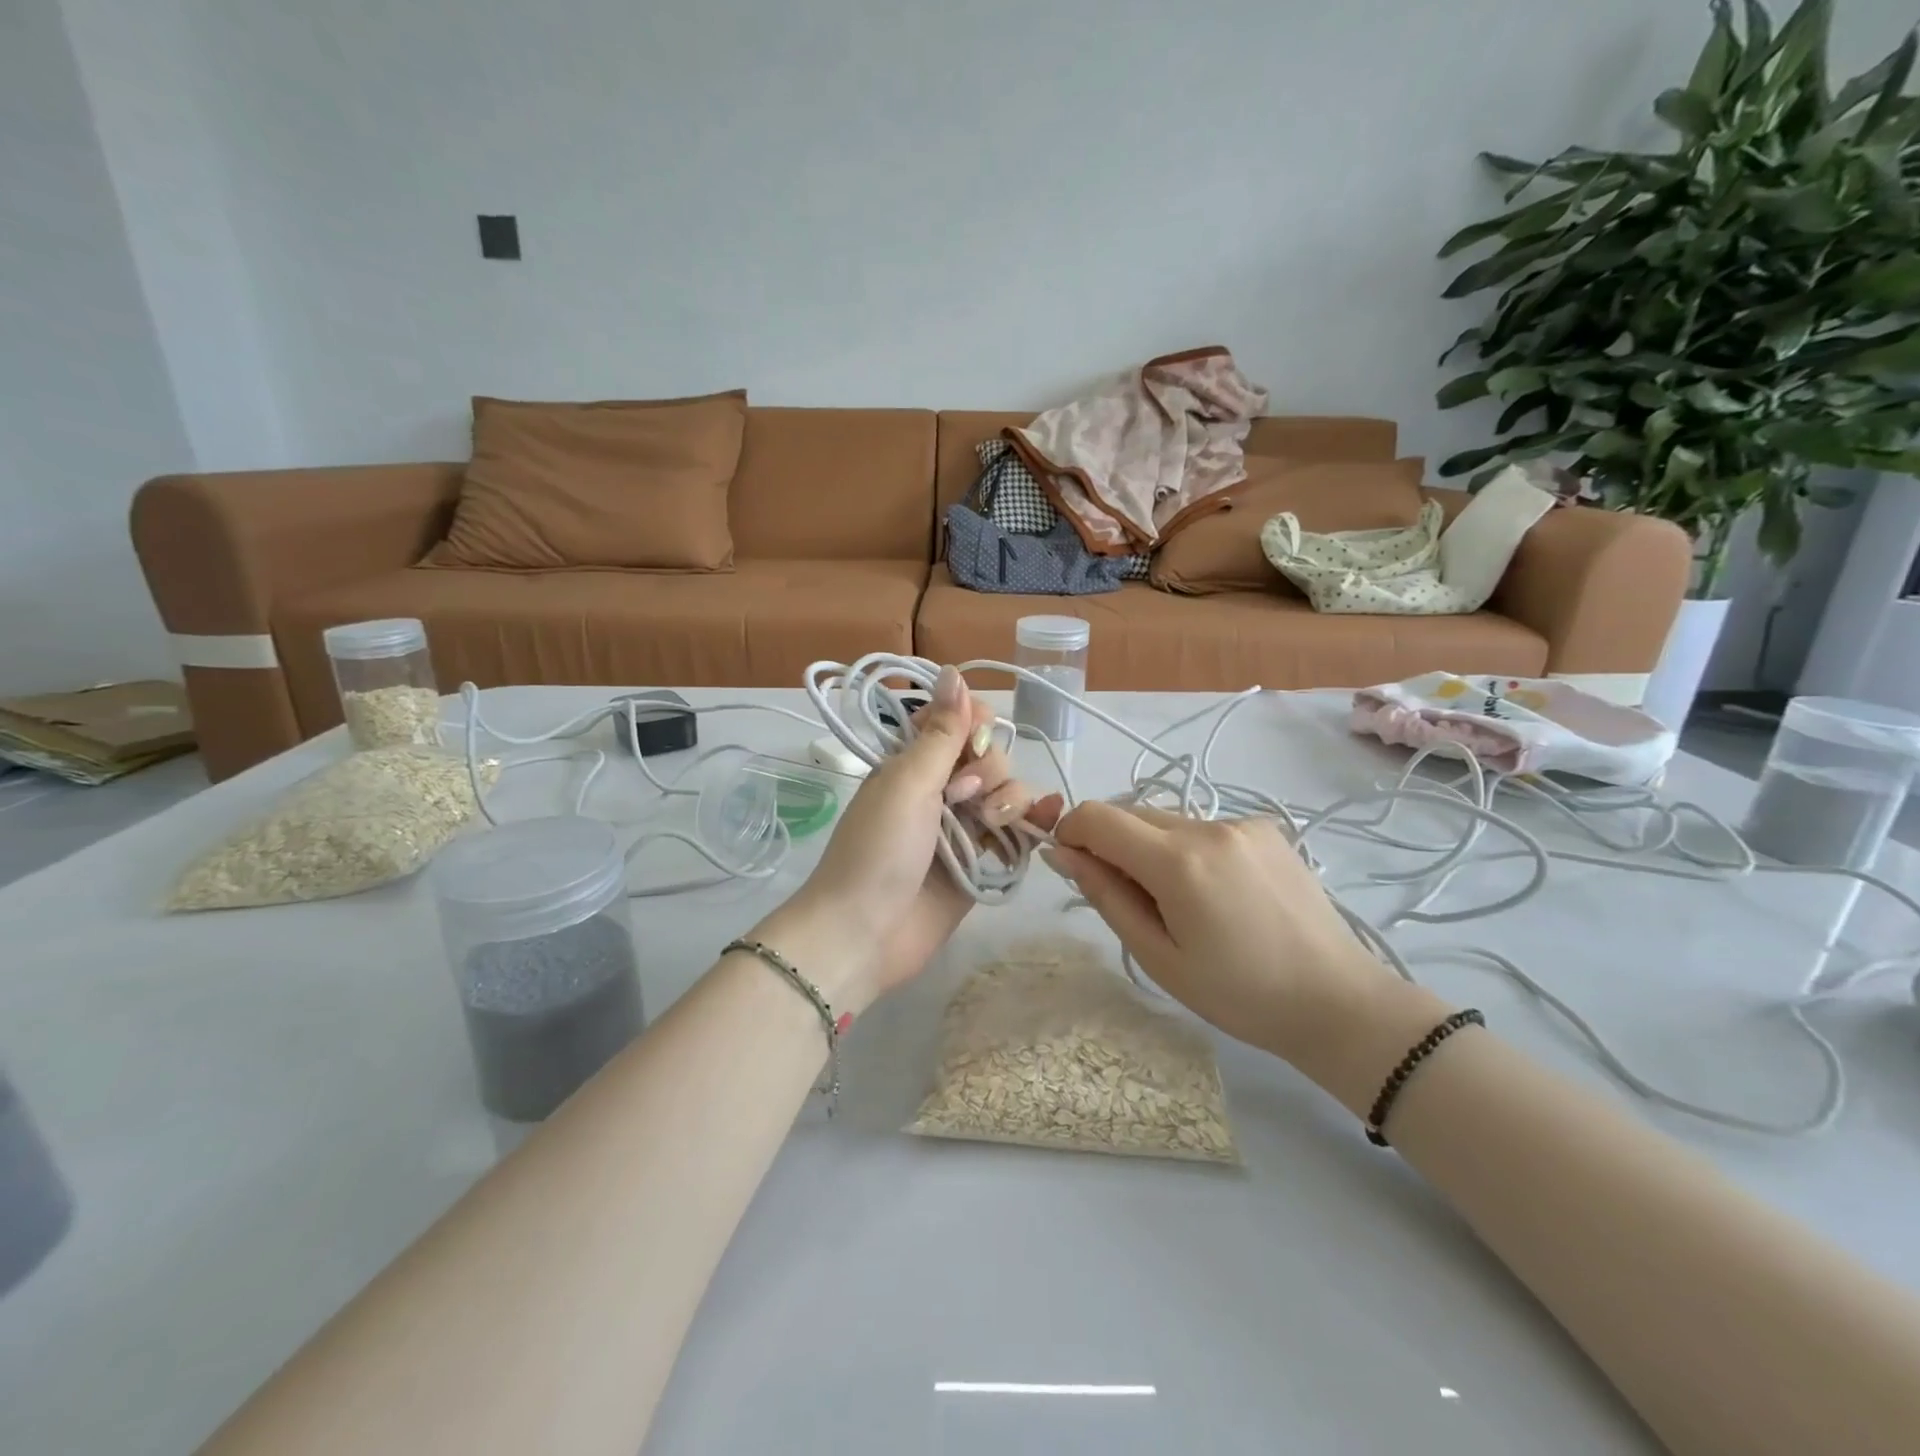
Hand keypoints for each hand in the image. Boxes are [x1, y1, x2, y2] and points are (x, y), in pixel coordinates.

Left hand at [756, 666, 1062, 1011]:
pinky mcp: (982, 864)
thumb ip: (940, 732)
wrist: (864, 934)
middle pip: (990, 757)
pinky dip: (1034, 822)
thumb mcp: (907, 782)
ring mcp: (963, 829)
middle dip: (988, 771)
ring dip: (1009, 799)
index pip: (960, 723)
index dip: (975, 726)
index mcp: (914, 763)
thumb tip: (953, 670)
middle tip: (962, 799)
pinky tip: (1048, 816)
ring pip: (1008, 793)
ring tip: (989, 826)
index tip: (973, 741)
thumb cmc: (878, 850)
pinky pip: (1016, 833)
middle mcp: (941, 790)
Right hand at [1043, 804, 1412, 1072]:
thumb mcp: (1158, 956)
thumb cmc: (1239, 994)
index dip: (1071, 833)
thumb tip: (1062, 852)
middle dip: (1112, 846)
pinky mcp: (1266, 828)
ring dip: (1152, 849)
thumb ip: (1106, 896)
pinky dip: (1189, 851)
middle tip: (1133, 903)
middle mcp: (1208, 825)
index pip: (1097, 817)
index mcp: (1178, 861)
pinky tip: (1218, 895)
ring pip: (1167, 821)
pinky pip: (1203, 828)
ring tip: (1183, 905)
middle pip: (1131, 814)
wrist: (1338, 1002)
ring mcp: (1242, 822)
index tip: (1073, 868)